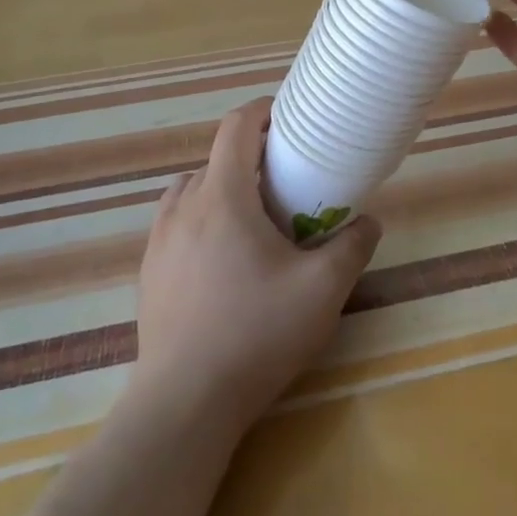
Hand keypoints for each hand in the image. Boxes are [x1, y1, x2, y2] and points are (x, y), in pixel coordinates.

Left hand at [132, 99, 381, 436]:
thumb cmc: (256, 334)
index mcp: (222, 196)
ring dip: (223, 187)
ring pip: (193, 190)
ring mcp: (159, 240)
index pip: (236, 127)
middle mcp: (184, 206)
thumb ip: (352, 247)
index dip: (263, 111)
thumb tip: (367, 221)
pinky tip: (223, 258)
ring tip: (253, 217)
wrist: (183, 403)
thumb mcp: (322, 291)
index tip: (289, 117)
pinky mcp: (149, 272)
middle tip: (287, 179)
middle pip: (217, 159)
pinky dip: (201, 218)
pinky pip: (176, 222)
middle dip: (252, 157)